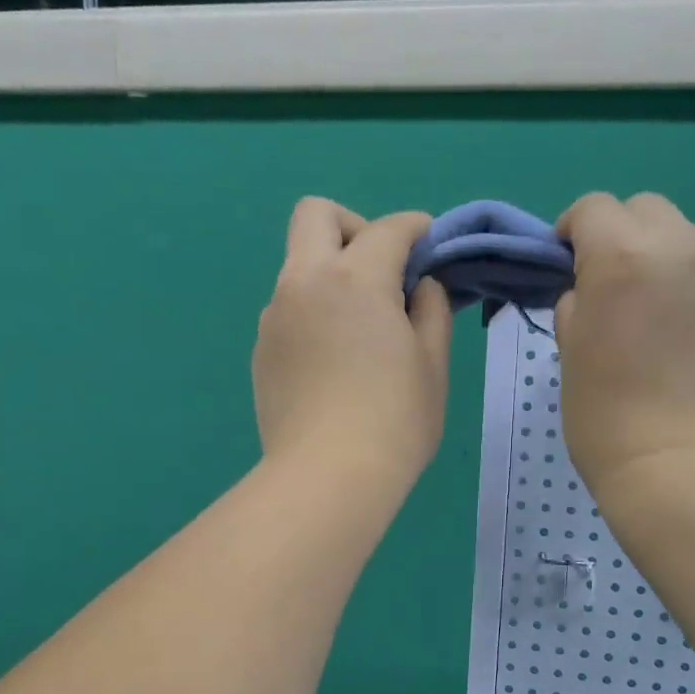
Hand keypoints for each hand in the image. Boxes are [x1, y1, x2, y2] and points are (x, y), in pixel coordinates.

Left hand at [253, 198, 450, 493]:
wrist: (326, 477)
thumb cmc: (394, 421)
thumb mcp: (433, 364)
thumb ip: (430, 309)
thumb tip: (418, 286)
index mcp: (354, 278)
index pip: (388, 229)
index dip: (416, 229)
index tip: (430, 246)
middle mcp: (304, 282)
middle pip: (316, 215)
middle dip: (354, 227)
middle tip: (381, 272)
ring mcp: (274, 317)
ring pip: (299, 266)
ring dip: (331, 275)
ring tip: (361, 330)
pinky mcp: (261, 351)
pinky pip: (289, 310)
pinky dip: (314, 313)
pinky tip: (334, 362)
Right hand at [554, 192, 694, 500]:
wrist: (683, 468)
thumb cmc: (607, 419)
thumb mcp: (570, 356)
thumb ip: (577, 306)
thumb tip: (589, 293)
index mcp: (622, 257)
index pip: (593, 208)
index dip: (574, 230)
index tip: (568, 262)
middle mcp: (683, 246)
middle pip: (647, 210)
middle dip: (624, 236)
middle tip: (616, 287)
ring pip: (691, 240)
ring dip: (668, 263)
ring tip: (663, 318)